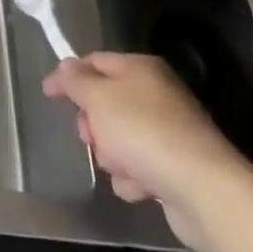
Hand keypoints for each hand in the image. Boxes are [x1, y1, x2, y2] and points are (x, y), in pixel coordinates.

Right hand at [42, 51, 252, 250]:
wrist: (204, 191)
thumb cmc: (143, 132)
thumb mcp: (98, 97)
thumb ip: (76, 80)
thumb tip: (66, 66)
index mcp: (141, 69)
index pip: (94, 61)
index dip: (68, 75)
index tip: (48, 94)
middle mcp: (157, 94)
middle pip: (106, 102)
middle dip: (92, 123)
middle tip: (89, 137)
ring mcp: (169, 132)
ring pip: (120, 137)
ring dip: (112, 154)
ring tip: (121, 166)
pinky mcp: (176, 167)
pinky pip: (140, 166)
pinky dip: (133, 177)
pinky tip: (139, 187)